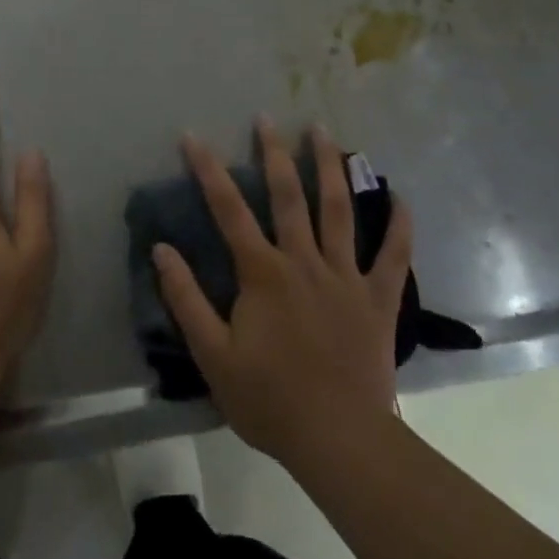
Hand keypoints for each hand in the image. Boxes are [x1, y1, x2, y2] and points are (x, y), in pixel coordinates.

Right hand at [154, 118, 411, 472]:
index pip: (228, 210)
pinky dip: (397, 224)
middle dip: (274, 152)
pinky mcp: (378, 298)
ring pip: (338, 210)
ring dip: (330, 166)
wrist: (339, 441)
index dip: (208, 170)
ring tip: (323, 131)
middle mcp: (304, 261)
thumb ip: (185, 299)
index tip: (193, 137)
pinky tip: (397, 194)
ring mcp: (345, 276)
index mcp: (263, 273)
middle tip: (268, 117)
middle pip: (288, 196)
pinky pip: (393, 255)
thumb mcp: (213, 355)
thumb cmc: (269, 399)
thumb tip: (161, 249)